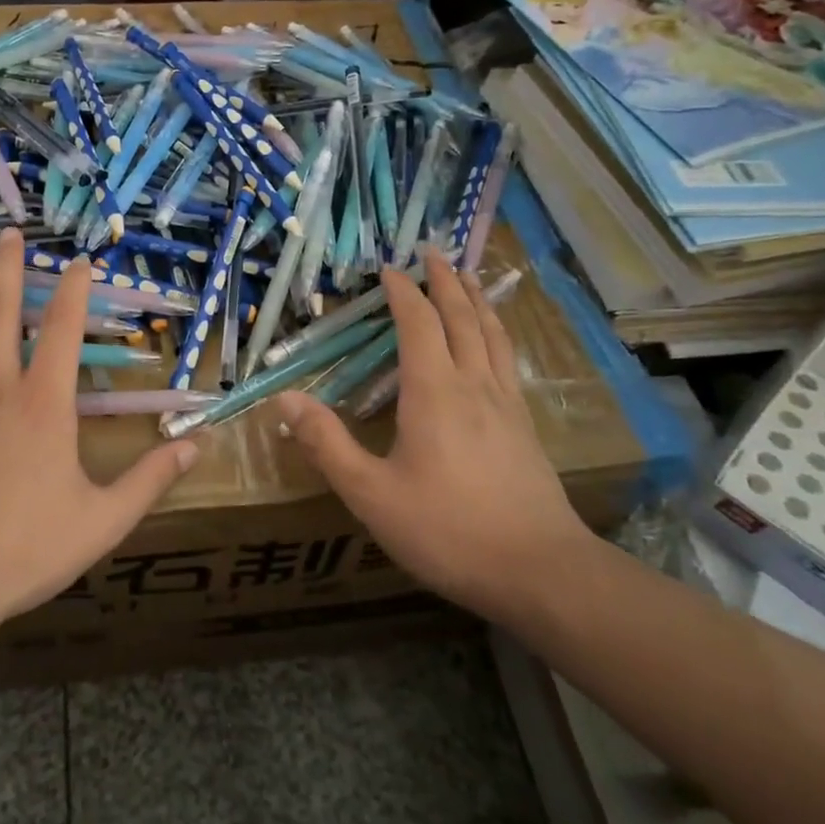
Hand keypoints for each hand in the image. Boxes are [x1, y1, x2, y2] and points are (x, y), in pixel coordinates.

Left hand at [0, 227, 198, 636]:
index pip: (64, 329)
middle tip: (11, 231)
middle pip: (3, 311)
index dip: (74, 289)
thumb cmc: (25, 551)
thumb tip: (197, 445)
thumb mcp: (103, 521)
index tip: (80, 260)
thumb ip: (150, 479)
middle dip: (9, 267)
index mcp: (44, 405)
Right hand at [276, 250, 588, 620]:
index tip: (388, 267)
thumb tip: (283, 399)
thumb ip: (326, 444)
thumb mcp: (371, 494)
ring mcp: (506, 404)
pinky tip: (493, 341)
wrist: (540, 572)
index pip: (417, 323)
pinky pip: (506, 358)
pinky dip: (496, 331)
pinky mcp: (525, 426)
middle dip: (445, 280)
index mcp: (434, 392)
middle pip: (461, 316)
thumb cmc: (447, 530)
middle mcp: (473, 385)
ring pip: (491, 333)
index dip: (402, 291)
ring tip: (469, 276)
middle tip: (433, 251)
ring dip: (476, 299)